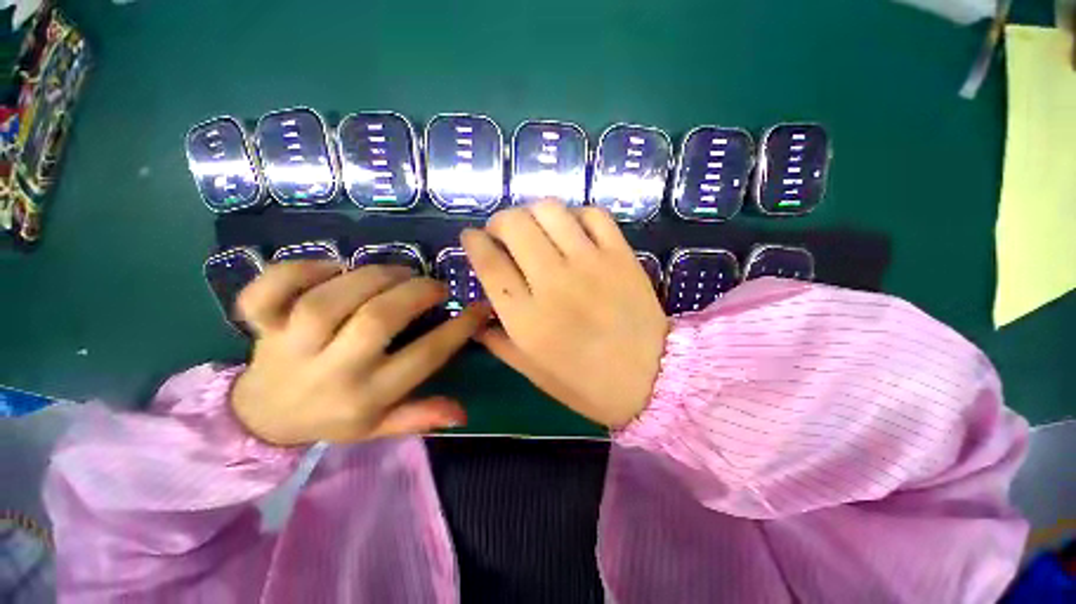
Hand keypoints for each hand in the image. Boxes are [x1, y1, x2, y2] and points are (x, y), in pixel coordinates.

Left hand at [230, 261, 489, 445]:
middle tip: (435, 285)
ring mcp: (289, 345)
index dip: (459, 328)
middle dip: (415, 294)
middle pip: (376, 320)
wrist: (261, 416)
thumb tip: (463, 413)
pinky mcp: (259, 324)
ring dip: (373, 277)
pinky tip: (333, 267)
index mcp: (366, 396)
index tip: (479, 308)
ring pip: (329, 300)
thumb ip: (420, 417)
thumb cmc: (334, 417)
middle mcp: (330, 370)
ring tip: (399, 272)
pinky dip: (300, 270)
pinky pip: (268, 291)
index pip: (423, 357)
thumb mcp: (381, 426)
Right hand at [462, 201, 668, 427]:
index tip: (471, 237)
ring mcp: (590, 264)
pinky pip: (592, 214)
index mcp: (526, 318)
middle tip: (502, 233)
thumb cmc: (587, 383)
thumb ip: (499, 341)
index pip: (488, 262)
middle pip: (514, 225)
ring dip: (532, 212)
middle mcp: (553, 282)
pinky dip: (575, 215)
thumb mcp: (533, 372)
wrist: (651, 378)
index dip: (473, 242)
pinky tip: (572, 230)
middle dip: (499, 221)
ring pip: (550, 211)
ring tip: (535, 228)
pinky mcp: (620, 255)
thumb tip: (477, 315)